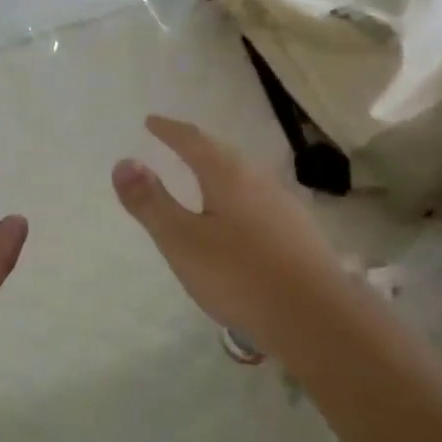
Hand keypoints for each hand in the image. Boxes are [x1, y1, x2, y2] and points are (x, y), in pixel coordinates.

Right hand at [112, 115, 345, 338]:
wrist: (317, 319)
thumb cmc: (239, 275)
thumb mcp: (181, 240)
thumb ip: (150, 202)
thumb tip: (123, 162)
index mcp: (229, 176)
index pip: (194, 141)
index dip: (170, 131)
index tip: (151, 122)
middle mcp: (260, 181)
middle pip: (224, 154)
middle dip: (196, 147)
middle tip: (175, 143)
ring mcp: (285, 207)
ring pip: (245, 178)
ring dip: (219, 171)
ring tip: (202, 177)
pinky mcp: (299, 234)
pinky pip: (259, 201)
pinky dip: (237, 197)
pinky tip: (237, 219)